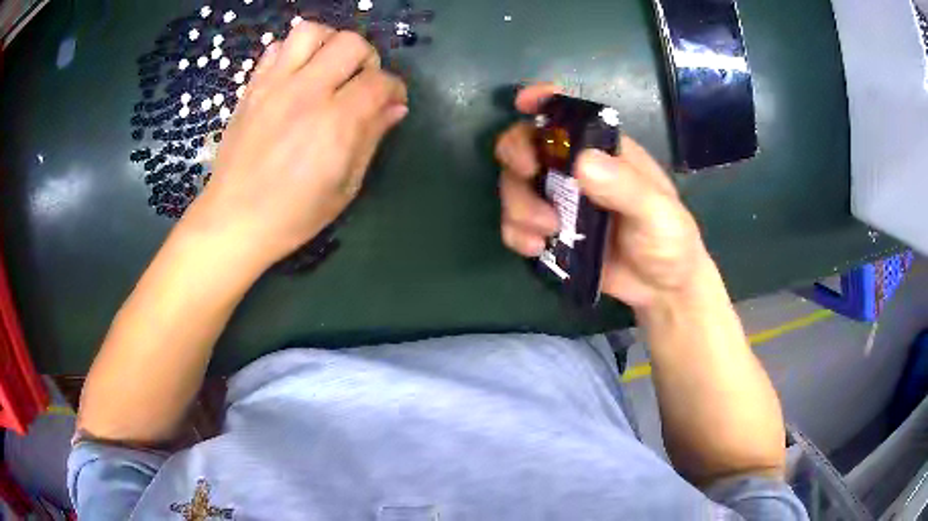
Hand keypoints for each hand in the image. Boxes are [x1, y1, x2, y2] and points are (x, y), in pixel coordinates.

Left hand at [185, 22, 408, 266]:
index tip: (391, 102)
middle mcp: (306, 93)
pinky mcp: (252, 88)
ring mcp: (274, 86)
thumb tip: (395, 108)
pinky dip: (292, 53)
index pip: (379, 81)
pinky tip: (295, 77)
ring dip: (328, 44)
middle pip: (350, 43)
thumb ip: (371, 139)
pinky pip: (275, 48)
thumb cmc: (293, 215)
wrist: (233, 220)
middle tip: (360, 83)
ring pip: (311, 32)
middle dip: (367, 59)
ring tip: (328, 68)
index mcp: (335, 123)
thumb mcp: (344, 187)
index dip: (394, 89)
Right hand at [495, 85, 706, 309]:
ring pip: (514, 185)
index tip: (523, 103)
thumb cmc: (669, 240)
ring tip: (546, 232)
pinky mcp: (548, 232)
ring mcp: (559, 201)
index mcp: (605, 151)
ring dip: (519, 204)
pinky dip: (515, 233)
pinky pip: (514, 224)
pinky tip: (536, 249)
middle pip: (527, 144)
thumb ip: (626, 188)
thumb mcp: (657, 213)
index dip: (544, 101)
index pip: (571, 114)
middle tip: (528, 174)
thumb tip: (582, 162)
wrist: (661, 289)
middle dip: (517, 155)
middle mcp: (576, 169)